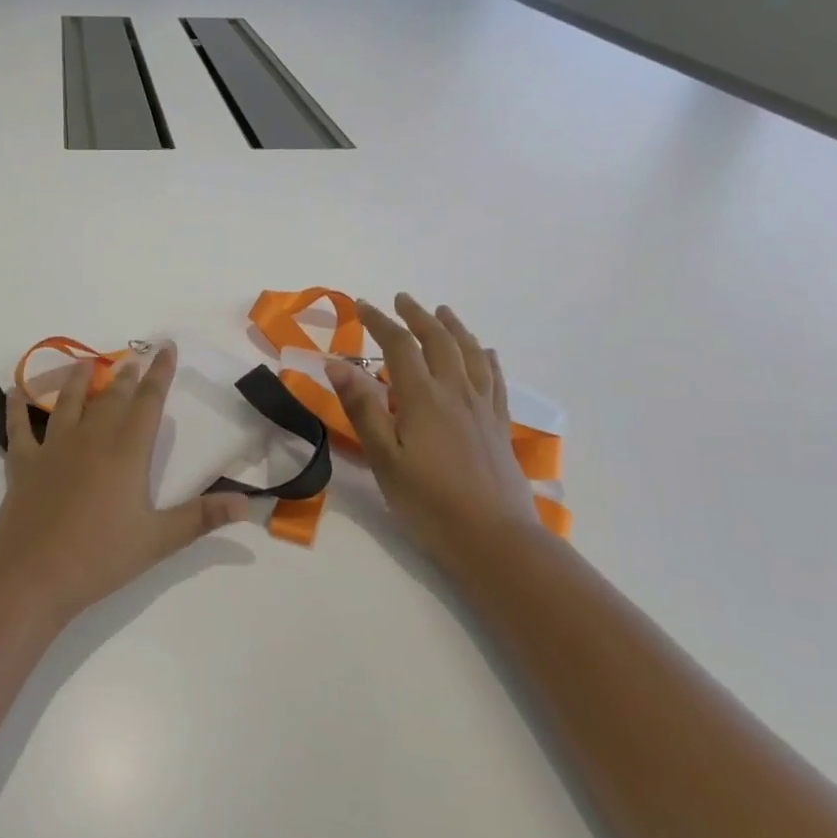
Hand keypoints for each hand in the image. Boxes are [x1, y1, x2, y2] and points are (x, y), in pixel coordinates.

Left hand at [0, 344, 248, 624]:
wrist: (33, 575)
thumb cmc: (100, 557)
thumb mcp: (159, 540)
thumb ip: (202, 517)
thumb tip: (247, 503)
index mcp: (126, 453)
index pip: (148, 403)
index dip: (160, 374)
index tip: (166, 348)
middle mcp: (90, 439)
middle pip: (111, 398)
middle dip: (125, 377)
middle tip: (132, 360)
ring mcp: (53, 448)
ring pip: (67, 403)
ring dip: (77, 381)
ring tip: (85, 364)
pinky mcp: (23, 464)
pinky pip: (19, 427)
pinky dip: (17, 407)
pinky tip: (15, 391)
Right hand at [326, 294, 542, 565]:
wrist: (494, 538)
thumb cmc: (429, 501)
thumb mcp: (384, 458)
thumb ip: (362, 408)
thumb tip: (337, 363)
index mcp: (423, 398)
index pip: (399, 346)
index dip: (379, 322)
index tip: (361, 305)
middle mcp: (456, 393)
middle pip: (439, 341)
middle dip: (417, 316)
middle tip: (401, 299)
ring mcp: (483, 409)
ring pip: (471, 354)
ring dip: (454, 328)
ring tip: (443, 312)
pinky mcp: (499, 427)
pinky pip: (495, 380)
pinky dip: (486, 358)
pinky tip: (485, 353)